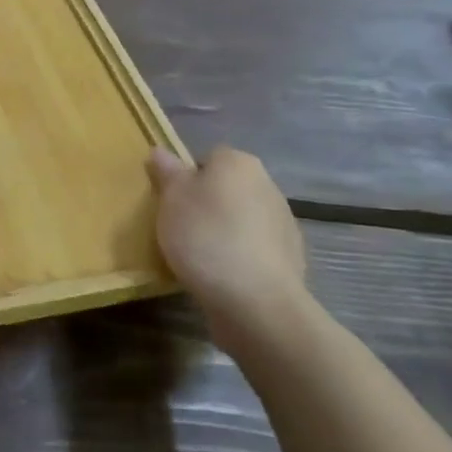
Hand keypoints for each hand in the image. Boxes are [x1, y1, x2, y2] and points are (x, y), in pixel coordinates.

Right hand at [147, 145, 313, 362]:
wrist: (256, 301)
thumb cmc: (206, 237)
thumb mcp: (171, 199)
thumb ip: (167, 172)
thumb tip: (161, 151)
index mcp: (239, 163)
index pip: (208, 157)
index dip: (187, 177)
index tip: (171, 201)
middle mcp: (267, 185)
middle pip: (227, 188)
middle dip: (207, 203)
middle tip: (180, 227)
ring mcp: (284, 223)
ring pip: (242, 218)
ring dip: (225, 230)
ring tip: (200, 256)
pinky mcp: (290, 258)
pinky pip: (255, 247)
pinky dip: (240, 255)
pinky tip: (223, 274)